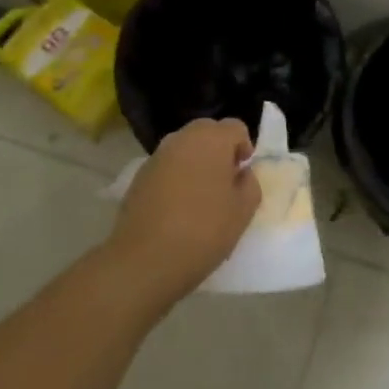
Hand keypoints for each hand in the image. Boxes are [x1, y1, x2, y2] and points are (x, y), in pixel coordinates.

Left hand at [110, 118, 260, 305]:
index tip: (242, 174)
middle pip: (207, 131)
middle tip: (224, 182)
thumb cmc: (203, 231)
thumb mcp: (243, 211)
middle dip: (219, 150)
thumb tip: (240, 174)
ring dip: (196, 162)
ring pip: (184, 148)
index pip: (236, 127)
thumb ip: (250, 184)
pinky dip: (175, 177)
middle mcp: (183, 139)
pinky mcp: (138, 176)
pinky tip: (176, 207)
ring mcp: (157, 156)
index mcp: (212, 139)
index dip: (244, 147)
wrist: (144, 261)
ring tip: (199, 196)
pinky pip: (166, 166)